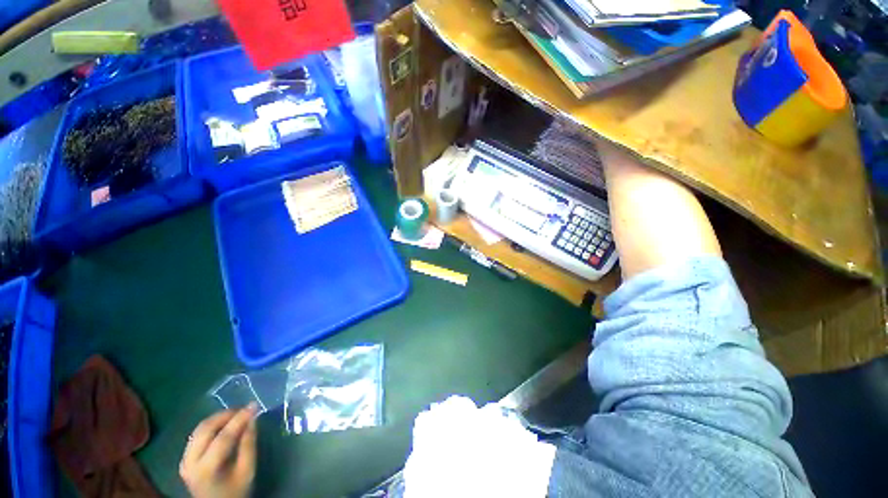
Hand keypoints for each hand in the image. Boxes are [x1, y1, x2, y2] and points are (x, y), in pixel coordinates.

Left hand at [180, 404, 257, 497]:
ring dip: (218, 418)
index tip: (254, 405)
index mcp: (206, 469)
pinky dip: (211, 425)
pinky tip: (224, 424)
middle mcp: (190, 462)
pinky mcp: (185, 458)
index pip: (223, 438)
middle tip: (244, 408)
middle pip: (206, 430)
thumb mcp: (247, 471)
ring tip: (236, 414)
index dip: (239, 419)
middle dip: (226, 415)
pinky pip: (197, 435)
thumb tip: (252, 420)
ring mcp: (184, 460)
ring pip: (199, 429)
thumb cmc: (235, 491)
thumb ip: (248, 445)